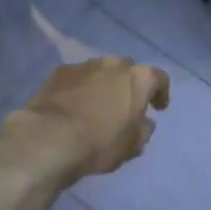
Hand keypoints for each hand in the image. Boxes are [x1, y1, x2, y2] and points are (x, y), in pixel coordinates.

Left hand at [8, 58, 171, 181]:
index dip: (161, 93)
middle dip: (129, 85)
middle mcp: (113, 64)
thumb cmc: (100, 142)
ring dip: (103, 84)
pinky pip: (77, 78)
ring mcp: (84, 65)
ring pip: (101, 71)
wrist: (49, 138)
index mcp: (138, 78)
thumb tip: (142, 122)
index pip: (159, 78)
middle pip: (127, 70)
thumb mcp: (132, 145)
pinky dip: (80, 88)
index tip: (158, 108)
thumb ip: (143, 130)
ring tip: (97, 104)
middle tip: (126, 105)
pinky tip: (74, 105)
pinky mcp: (59, 72)